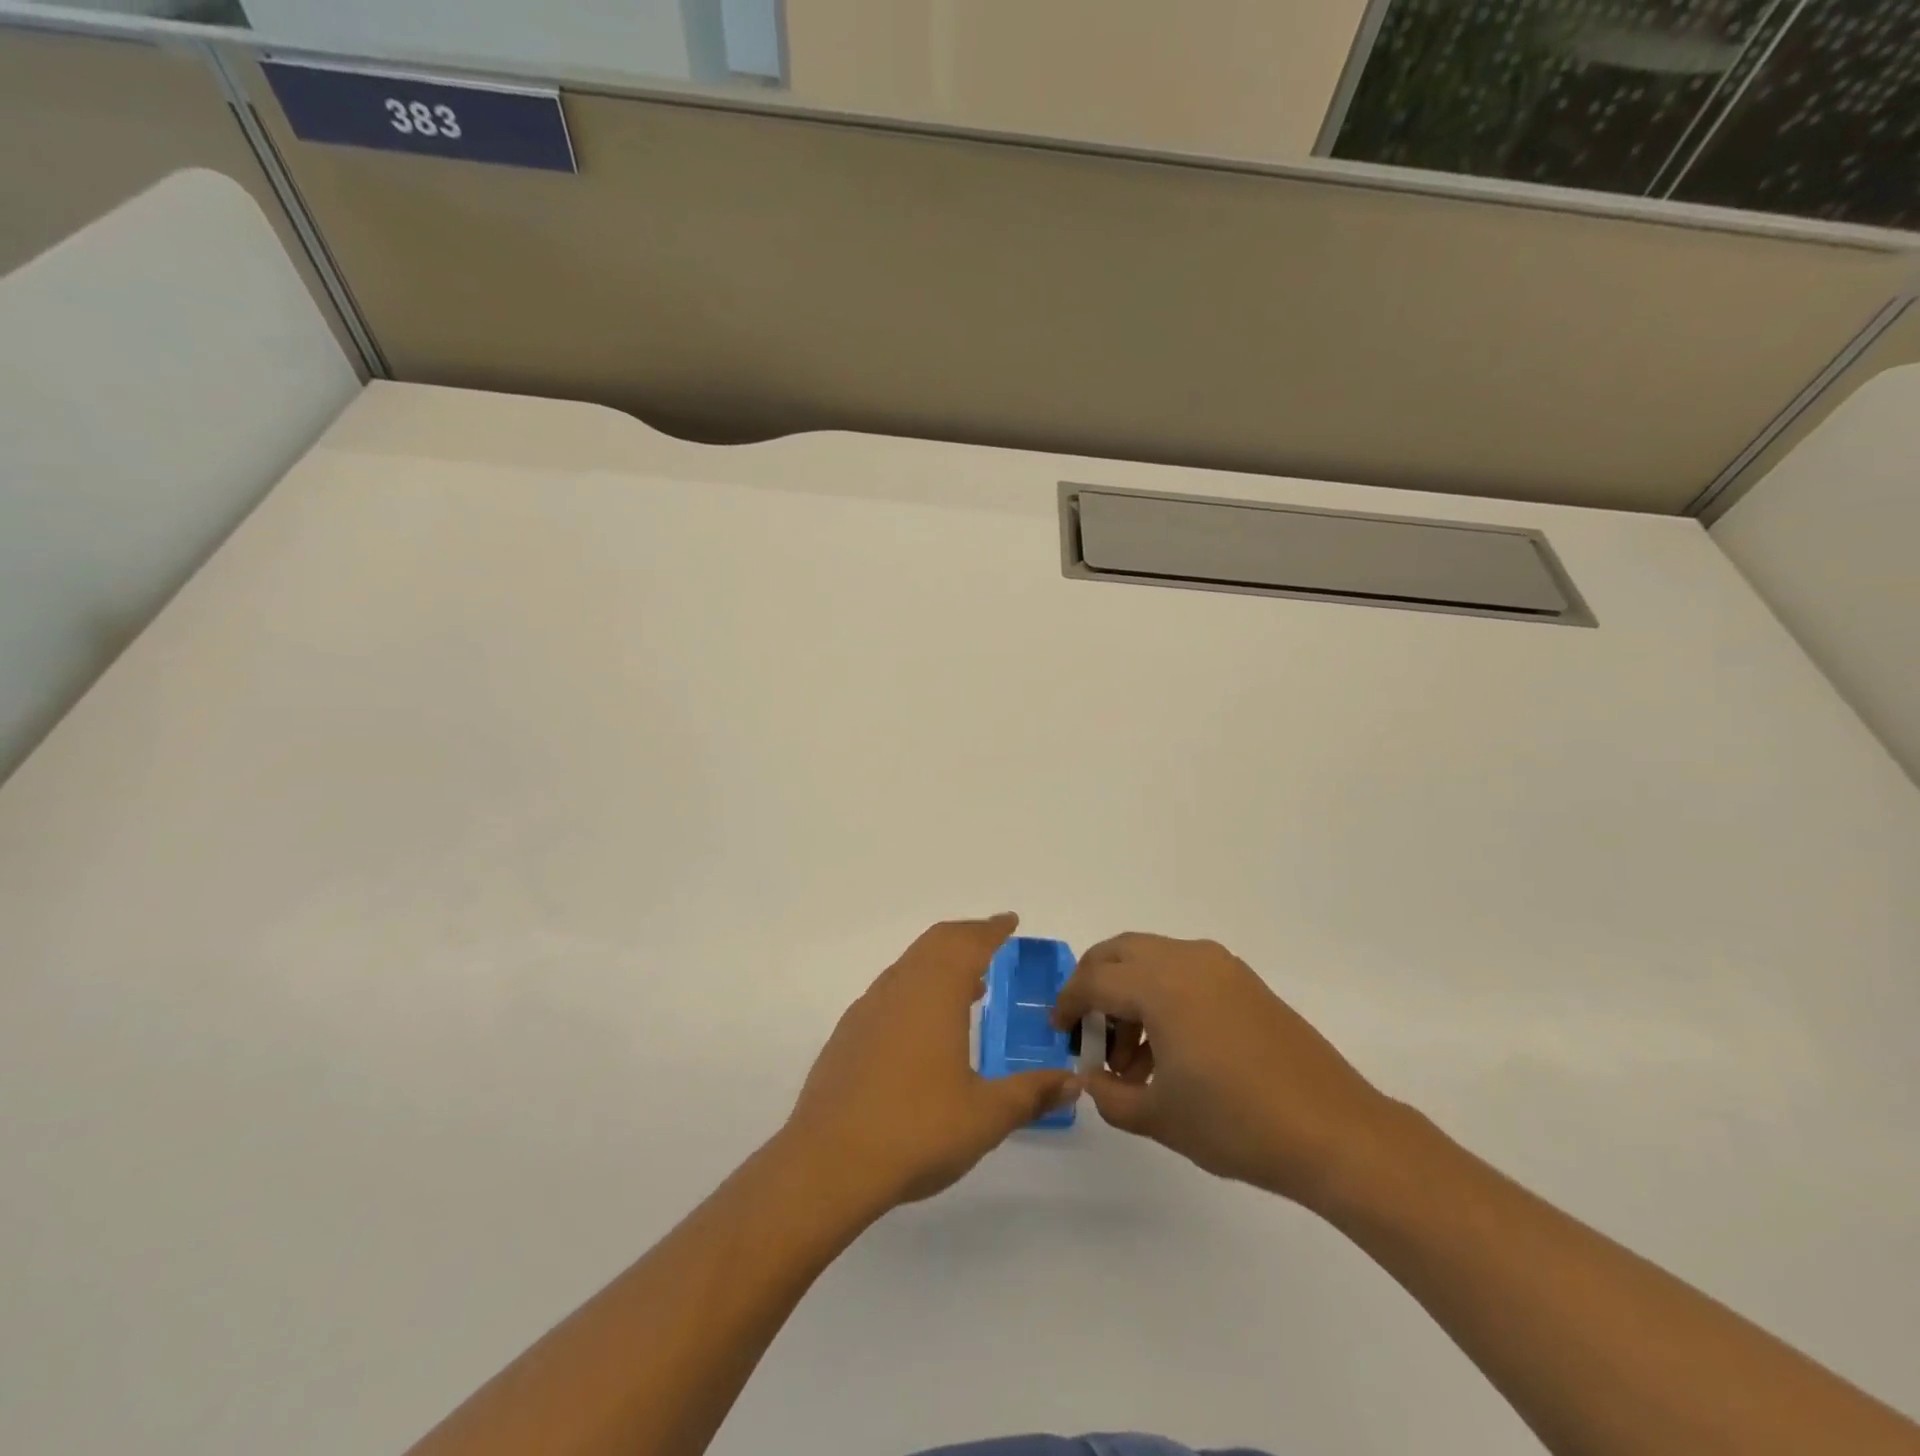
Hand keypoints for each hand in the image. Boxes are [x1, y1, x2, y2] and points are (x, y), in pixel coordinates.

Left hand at [783, 914, 1080, 1213]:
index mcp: (935, 993)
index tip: (1010, 921)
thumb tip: (1073, 1082)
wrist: (828, 1162)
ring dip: (939, 962)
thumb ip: (1031, 1094)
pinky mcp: (848, 1033)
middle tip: (992, 941)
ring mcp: (868, 1008)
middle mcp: (900, 987)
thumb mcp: (986, 1116)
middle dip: (966, 936)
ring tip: (968, 984)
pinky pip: (889, 991)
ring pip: (909, 965)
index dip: (992, 929)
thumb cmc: (917, 1130)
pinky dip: (915, 987)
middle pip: (935, 943)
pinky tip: (923, 1024)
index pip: (969, 944)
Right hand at [1052, 932, 1392, 1208]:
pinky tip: (1171, 1048)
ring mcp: (1221, 966)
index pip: (1094, 980)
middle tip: (1088, 1028)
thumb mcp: (1159, 1118)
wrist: (1335, 1132)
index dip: (1068, 1004)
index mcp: (1160, 984)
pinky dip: (1162, 994)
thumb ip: (1110, 1095)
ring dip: (1130, 992)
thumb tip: (1093, 1077)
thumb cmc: (1237, 1124)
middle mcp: (1187, 960)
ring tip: (1133, 1058)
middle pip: (1120, 952)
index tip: (1058, 1031)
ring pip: (1153, 959)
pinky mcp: (1245, 982)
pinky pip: (1185, 971)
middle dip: (1095, 983)